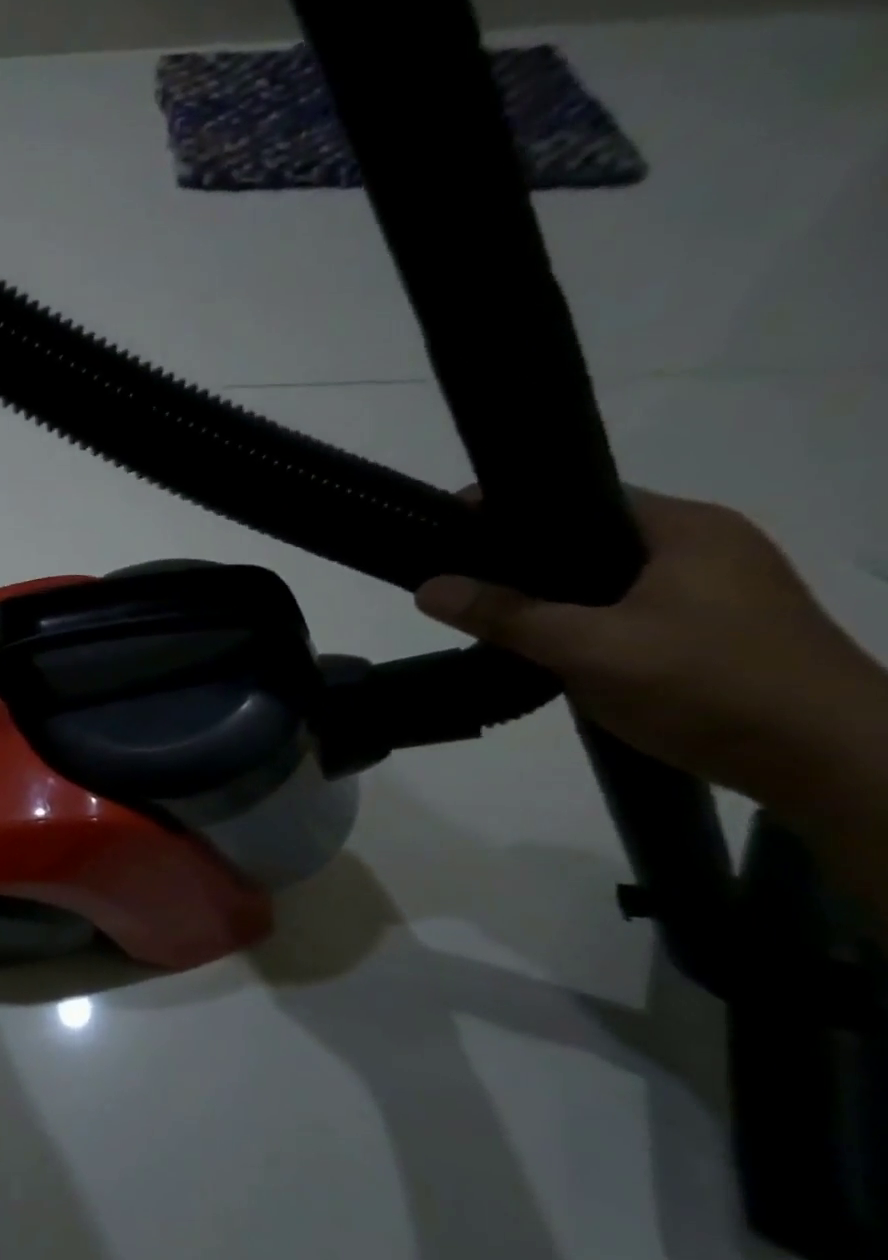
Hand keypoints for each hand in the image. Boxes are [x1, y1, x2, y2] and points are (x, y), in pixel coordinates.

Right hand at [415, 490, 887, 822]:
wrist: (831, 761)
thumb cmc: (708, 687)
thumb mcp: (590, 649)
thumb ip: (506, 615)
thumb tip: (427, 587)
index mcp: (683, 528)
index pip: (577, 498)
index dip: (508, 511)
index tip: (445, 531)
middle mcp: (705, 545)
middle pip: (588, 539)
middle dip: (523, 561)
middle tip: (460, 583)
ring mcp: (717, 589)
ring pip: (607, 580)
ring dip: (554, 598)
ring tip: (493, 619)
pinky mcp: (717, 630)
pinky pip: (628, 610)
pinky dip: (584, 622)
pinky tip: (552, 649)